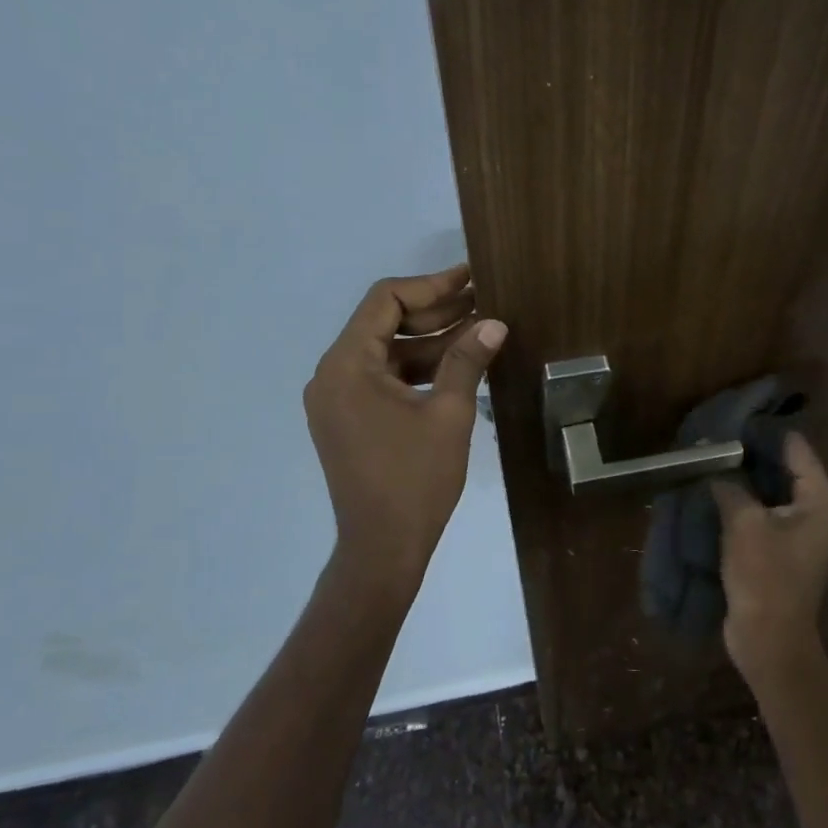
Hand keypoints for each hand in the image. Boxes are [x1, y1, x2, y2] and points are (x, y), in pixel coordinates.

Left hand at [305, 264, 506, 590]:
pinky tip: (458, 363)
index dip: (431, 285)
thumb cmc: (415, 481)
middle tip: (484, 301)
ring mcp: (338, 397)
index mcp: (347, 365)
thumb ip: (466, 360)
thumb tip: (495, 323)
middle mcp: (332, 374)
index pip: (385, 301)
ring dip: (430, 341)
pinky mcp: (349, 417)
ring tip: (480, 329)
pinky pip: (384, 377)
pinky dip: (418, 369)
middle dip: (435, 311)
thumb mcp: (448, 415)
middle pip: (384, 322)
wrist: (382, 549)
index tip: (471, 278)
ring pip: (387, 351)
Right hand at [711, 433, 827, 683]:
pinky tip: (713, 488)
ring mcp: (800, 531)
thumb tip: (713, 462)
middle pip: (783, 466)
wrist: (769, 640)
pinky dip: (742, 499)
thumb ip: (730, 484)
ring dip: (743, 477)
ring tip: (708, 457)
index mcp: (821, 500)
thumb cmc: (764, 576)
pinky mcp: (781, 547)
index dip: (763, 431)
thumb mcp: (743, 522)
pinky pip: (762, 511)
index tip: (731, 417)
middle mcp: (818, 510)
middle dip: (749, 453)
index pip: (795, 447)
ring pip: (770, 489)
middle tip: (713, 436)